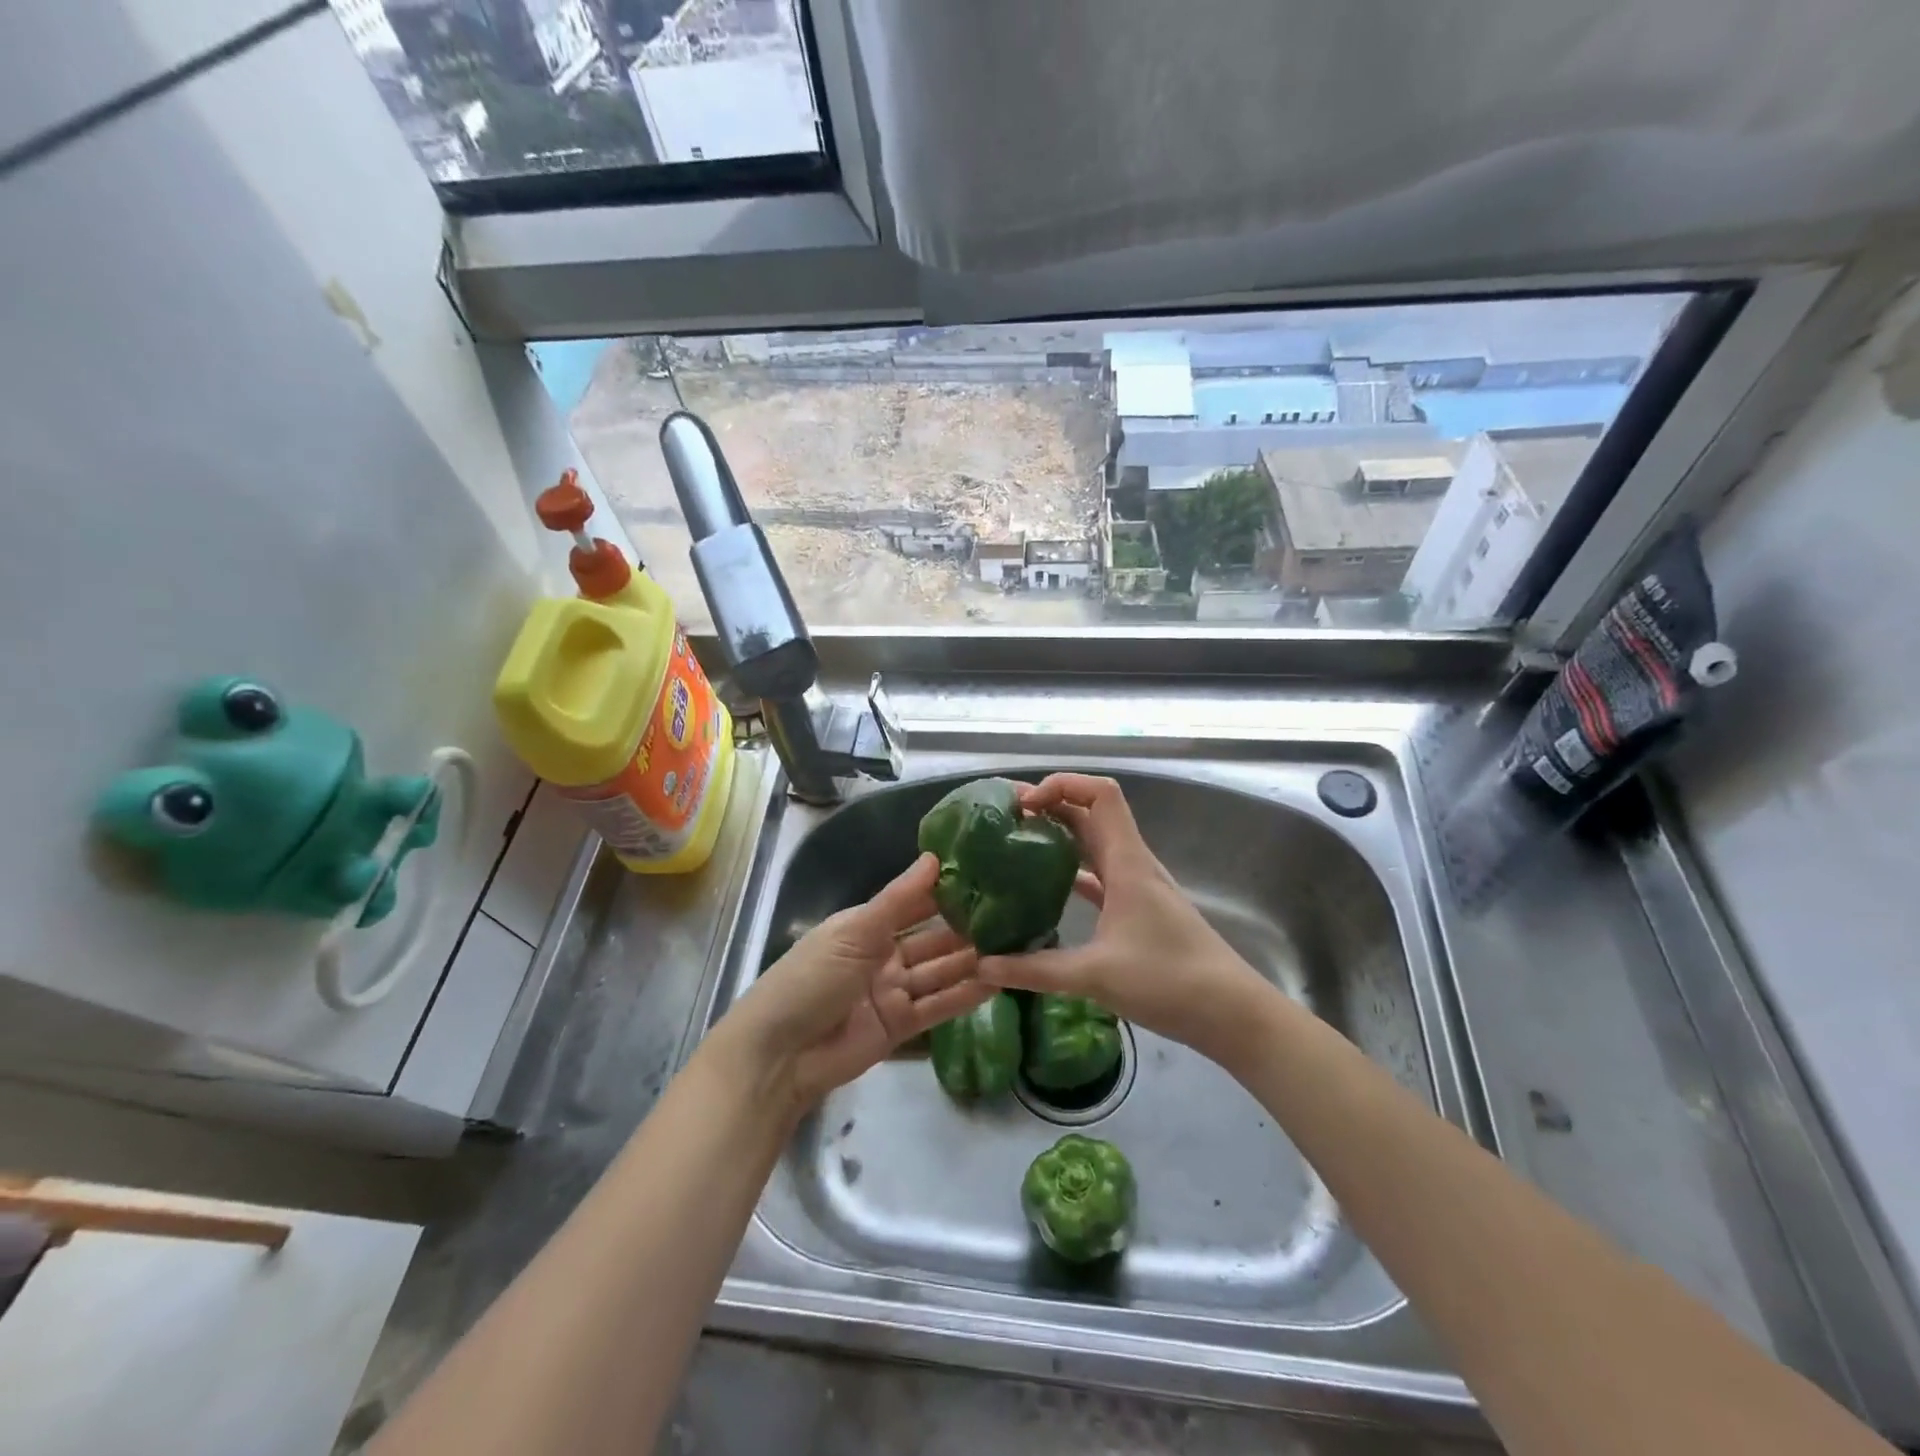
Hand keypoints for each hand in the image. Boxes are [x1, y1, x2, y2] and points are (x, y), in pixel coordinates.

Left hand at [714, 852, 990, 1111]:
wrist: (779, 1055)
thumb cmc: (811, 978)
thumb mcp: (854, 932)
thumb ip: (898, 899)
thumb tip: (934, 857)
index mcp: (866, 926)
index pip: (914, 903)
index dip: (946, 892)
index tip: (988, 878)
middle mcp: (882, 955)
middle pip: (932, 939)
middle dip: (967, 928)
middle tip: (1014, 915)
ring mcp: (892, 992)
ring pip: (940, 972)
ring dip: (971, 961)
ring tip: (1016, 946)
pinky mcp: (900, 1026)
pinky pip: (938, 1006)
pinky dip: (965, 996)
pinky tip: (998, 982)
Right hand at [976, 774, 1271, 1061]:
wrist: (1231, 1013)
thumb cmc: (1169, 981)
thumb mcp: (1095, 975)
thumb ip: (1035, 970)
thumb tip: (983, 966)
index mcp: (1127, 862)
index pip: (1100, 794)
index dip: (1061, 785)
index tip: (1024, 806)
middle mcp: (1133, 864)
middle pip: (1091, 813)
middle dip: (1050, 806)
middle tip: (1004, 820)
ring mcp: (1137, 887)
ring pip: (1094, 844)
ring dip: (1059, 837)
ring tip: (1016, 846)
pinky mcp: (1138, 910)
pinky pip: (1099, 877)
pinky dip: (1071, 872)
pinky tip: (1044, 890)